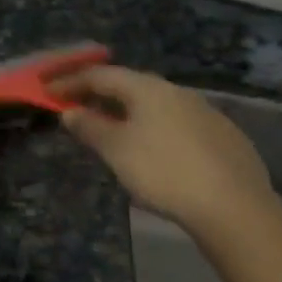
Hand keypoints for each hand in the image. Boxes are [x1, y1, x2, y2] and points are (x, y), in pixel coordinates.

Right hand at [50, 65, 275, 236]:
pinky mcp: (224, 137)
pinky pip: (176, 123)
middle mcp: (178, 92)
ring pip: (156, 105)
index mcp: (149, 89)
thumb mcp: (116, 150)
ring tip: (112, 129)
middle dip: (100, 95)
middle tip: (77, 107)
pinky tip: (153, 149)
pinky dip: (154, 128)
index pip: (102, 75)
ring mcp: (205, 113)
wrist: (233, 205)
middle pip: (131, 86)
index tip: (47, 90)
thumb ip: (90, 127)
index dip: (71, 81)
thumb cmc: (163, 171)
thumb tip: (70, 112)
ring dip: (128, 112)